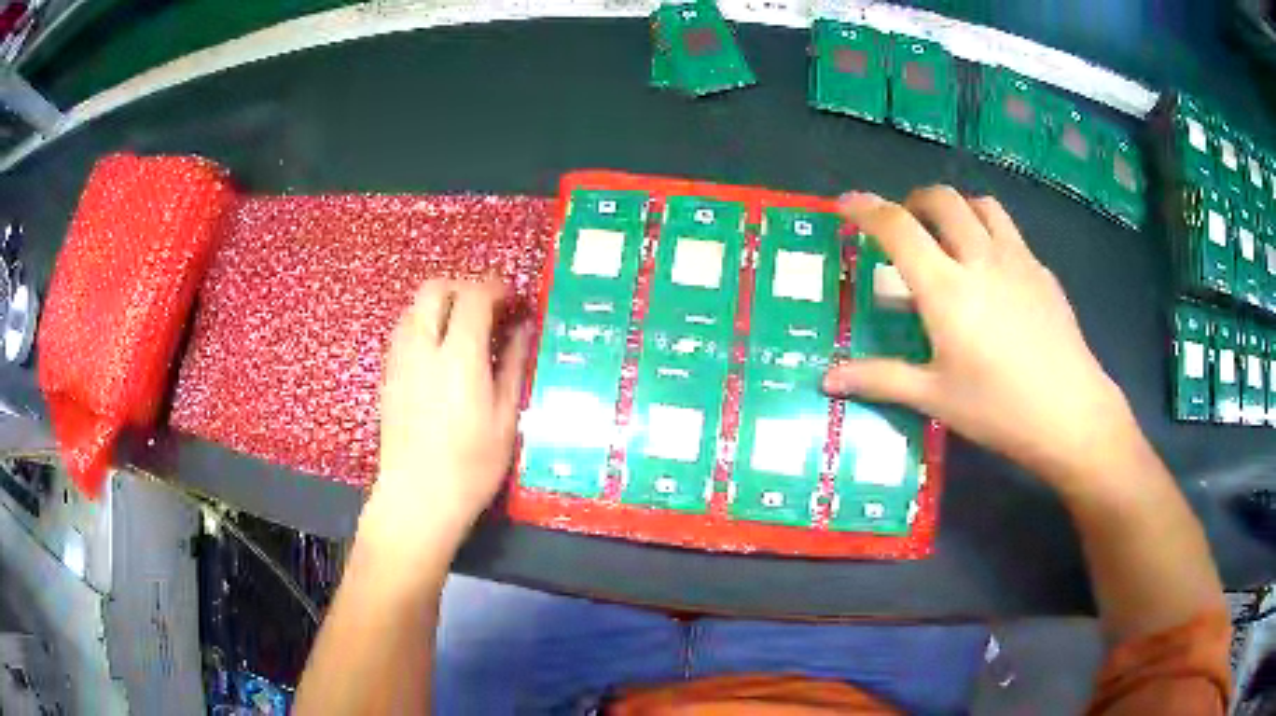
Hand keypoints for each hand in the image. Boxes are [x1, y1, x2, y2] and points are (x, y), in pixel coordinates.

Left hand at [364, 279, 530, 558]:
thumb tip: (523, 329)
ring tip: (464, 327)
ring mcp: (399, 360)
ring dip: (441, 304)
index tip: (513, 301)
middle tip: (487, 308)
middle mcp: (423, 347)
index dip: (496, 289)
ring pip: (414, 306)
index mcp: (459, 357)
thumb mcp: (506, 418)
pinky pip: (403, 330)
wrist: (418, 498)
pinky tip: (440, 352)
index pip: (474, 297)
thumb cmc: (472, 465)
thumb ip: (513, 366)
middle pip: (435, 288)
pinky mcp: (387, 375)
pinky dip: (424, 324)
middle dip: (463, 287)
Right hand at [823, 188, 1139, 492]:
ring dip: (956, 208)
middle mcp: (979, 258)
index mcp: (946, 288)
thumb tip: (826, 380)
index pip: (897, 228)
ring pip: (981, 205)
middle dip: (913, 201)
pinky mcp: (1042, 271)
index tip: (845, 204)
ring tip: (949, 235)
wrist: (1071, 413)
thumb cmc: (999, 409)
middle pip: (942, 200)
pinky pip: (1010, 232)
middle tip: (904, 226)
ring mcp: (1017, 260)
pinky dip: (989, 233)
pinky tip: (993, 271)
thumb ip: (880, 379)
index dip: (865, 209)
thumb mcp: (935, 398)